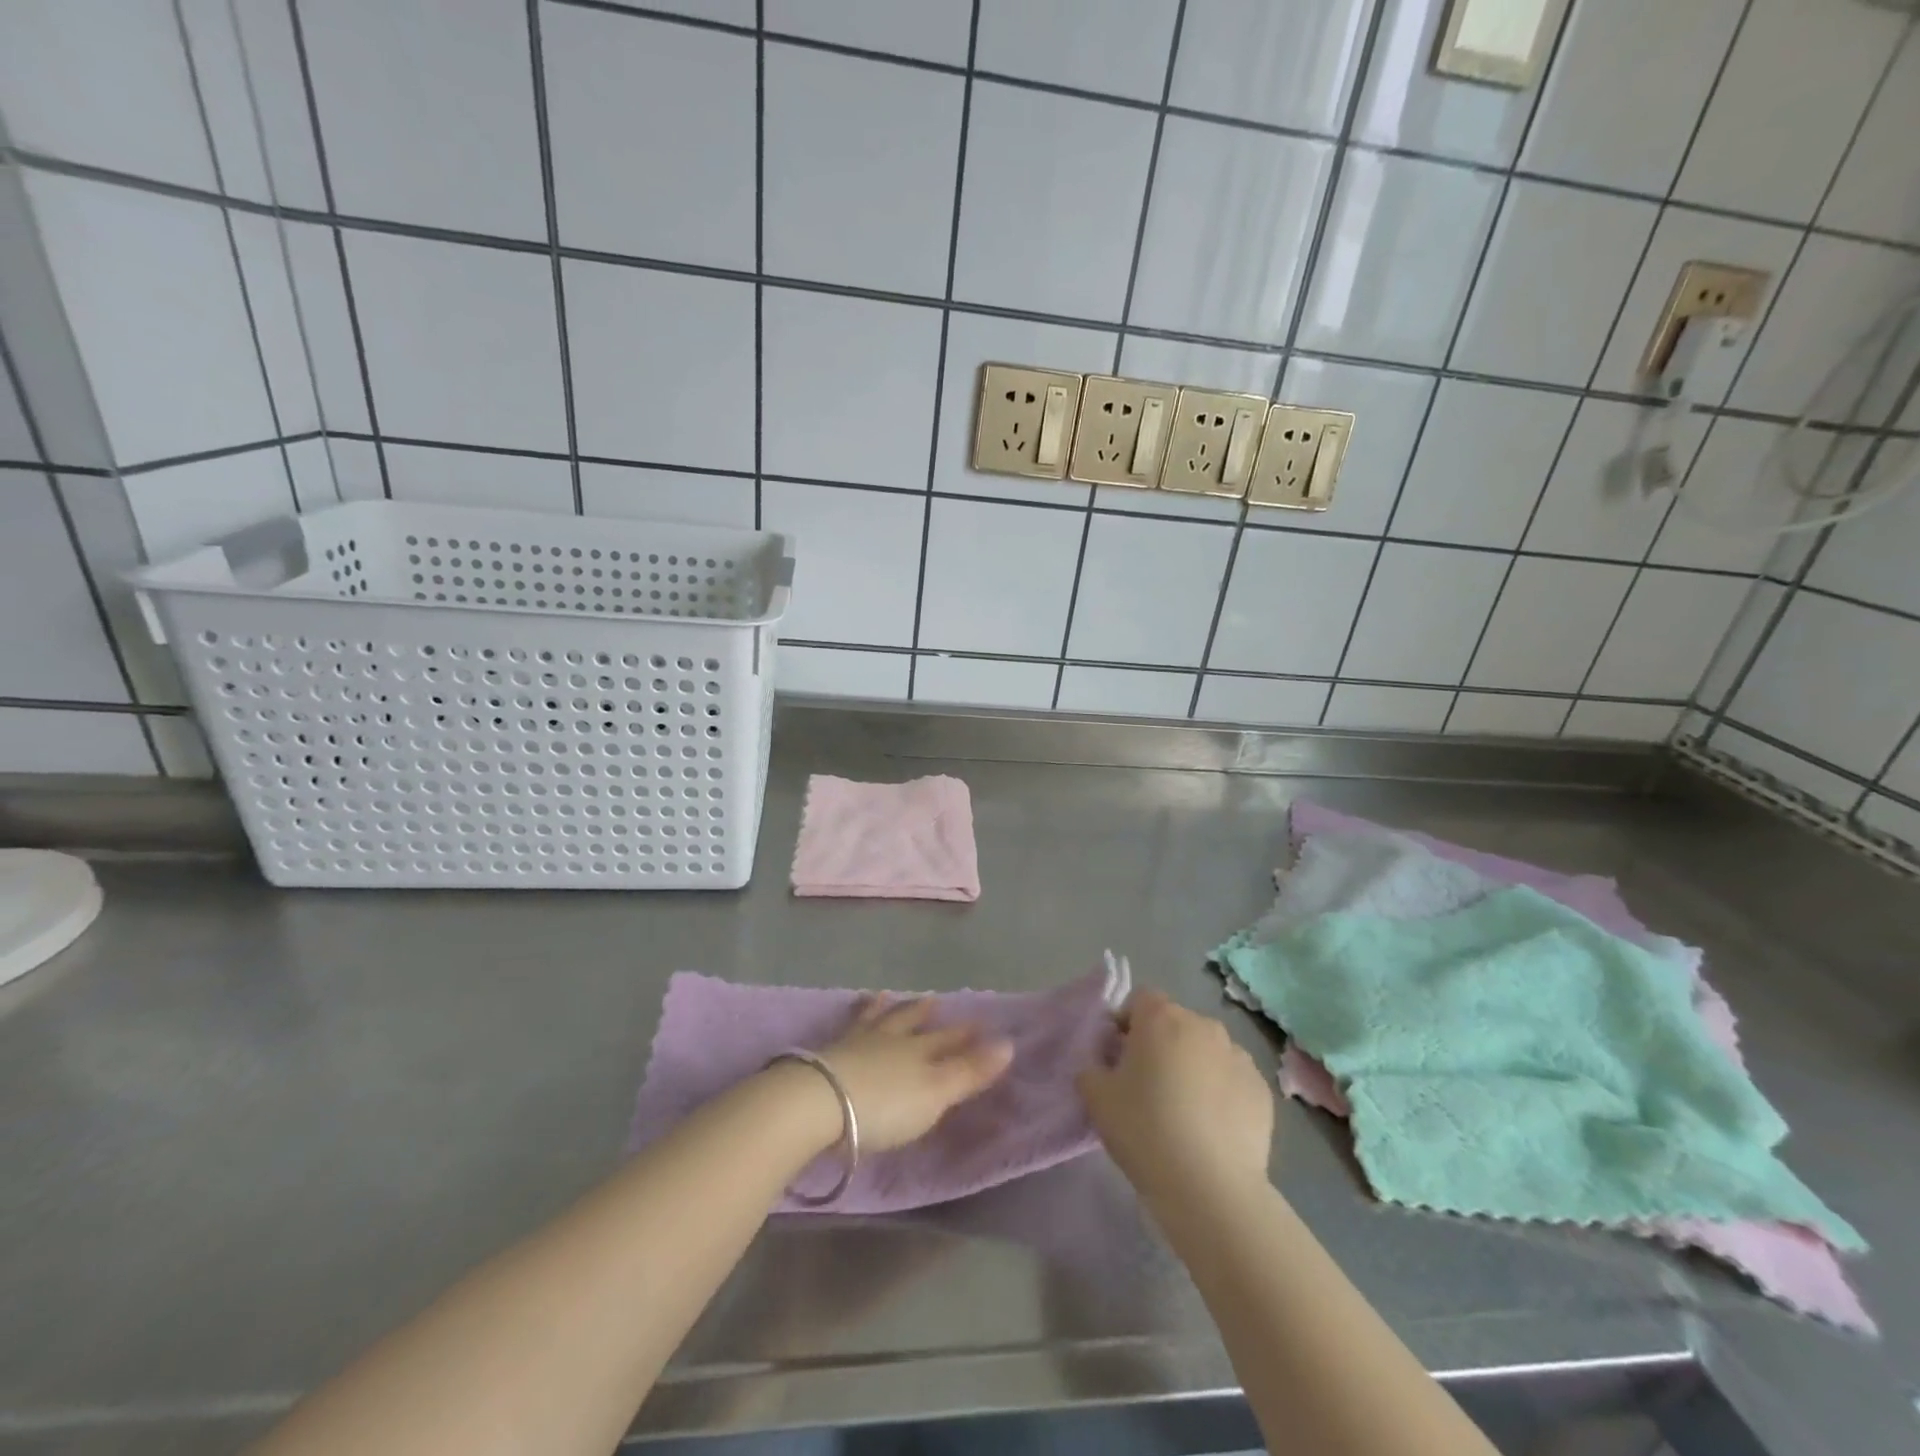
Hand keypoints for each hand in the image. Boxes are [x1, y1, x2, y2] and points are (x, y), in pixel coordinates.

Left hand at [812, 996, 1014, 1152]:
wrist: (819, 1101)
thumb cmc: (885, 1104)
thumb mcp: (935, 1092)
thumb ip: (970, 1071)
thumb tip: (1010, 1043)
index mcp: (919, 1051)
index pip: (948, 1040)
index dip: (966, 1035)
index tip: (981, 1025)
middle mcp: (891, 1039)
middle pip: (912, 1023)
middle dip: (925, 1014)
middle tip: (935, 1000)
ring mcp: (857, 1042)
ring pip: (877, 1019)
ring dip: (887, 1009)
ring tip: (888, 996)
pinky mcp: (828, 1052)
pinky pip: (849, 1026)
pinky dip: (856, 1016)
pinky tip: (853, 1014)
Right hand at [1077, 991, 1274, 1207]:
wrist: (1211, 1188)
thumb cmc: (1145, 1131)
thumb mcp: (1096, 1098)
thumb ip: (1092, 1068)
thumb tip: (1104, 1065)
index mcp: (1161, 1017)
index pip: (1140, 1000)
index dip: (1127, 1024)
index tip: (1120, 1058)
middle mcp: (1203, 1025)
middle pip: (1175, 1023)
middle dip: (1161, 1045)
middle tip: (1148, 1087)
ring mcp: (1239, 1056)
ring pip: (1207, 1050)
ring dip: (1194, 1066)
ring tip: (1184, 1111)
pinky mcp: (1262, 1089)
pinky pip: (1232, 1079)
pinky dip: (1221, 1092)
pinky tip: (1212, 1129)